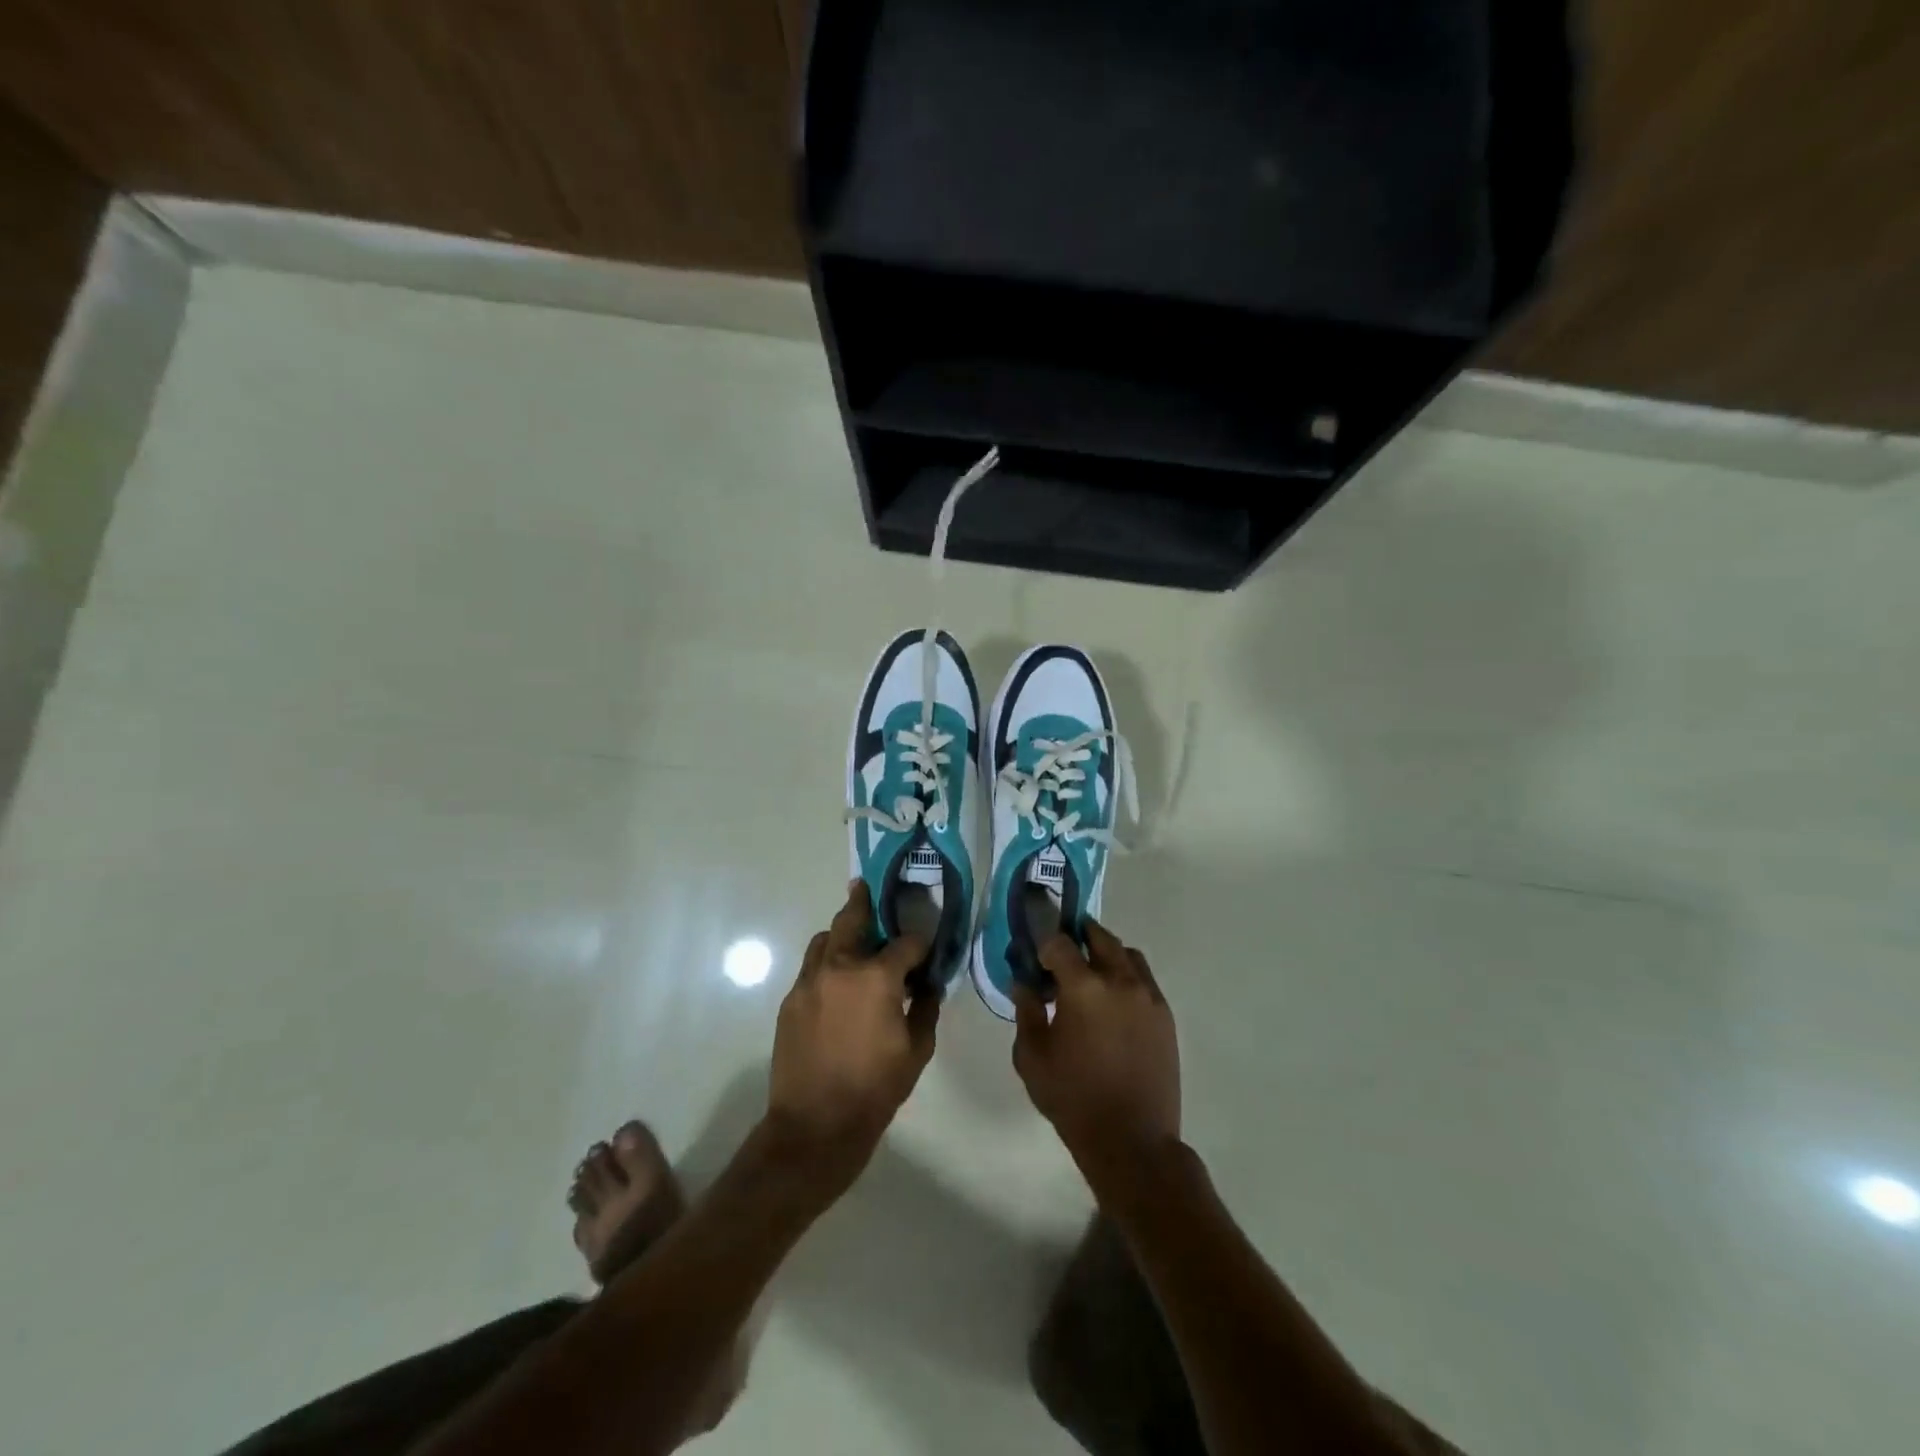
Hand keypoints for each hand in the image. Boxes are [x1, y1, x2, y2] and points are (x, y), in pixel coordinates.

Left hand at [767, 881, 939, 1186]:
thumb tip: (929, 985)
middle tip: (865, 887)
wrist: (814, 1126)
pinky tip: (837, 982)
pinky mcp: (791, 999)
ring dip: (842, 933)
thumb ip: (927, 1008)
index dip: (921, 943)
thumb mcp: (917, 1051)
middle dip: (863, 901)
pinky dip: (826, 962)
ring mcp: (809, 981)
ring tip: (854, 940)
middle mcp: (840, 967)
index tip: (927, 947)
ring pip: (825, 939)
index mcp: (877, 977)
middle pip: (853, 919)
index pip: (906, 943)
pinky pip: (811, 966)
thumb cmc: (875, 1089)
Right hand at [1013, 920, 1180, 1186]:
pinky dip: (1127, 976)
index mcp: (1083, 987)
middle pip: (1100, 936)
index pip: (1060, 942)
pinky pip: (1144, 979)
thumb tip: (1025, 984)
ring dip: (1107, 953)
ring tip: (1092, 974)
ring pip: (1127, 954)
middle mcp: (1120, 980)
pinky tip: (1114, 1002)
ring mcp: (1148, 996)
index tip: (1036, 955)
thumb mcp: (1032, 1058)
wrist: (1133, 1141)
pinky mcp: (1165, 1015)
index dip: (1044, 942)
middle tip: (1064, 951)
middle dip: (1079, 935)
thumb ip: (1026, 1012)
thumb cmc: (1074, 1099)